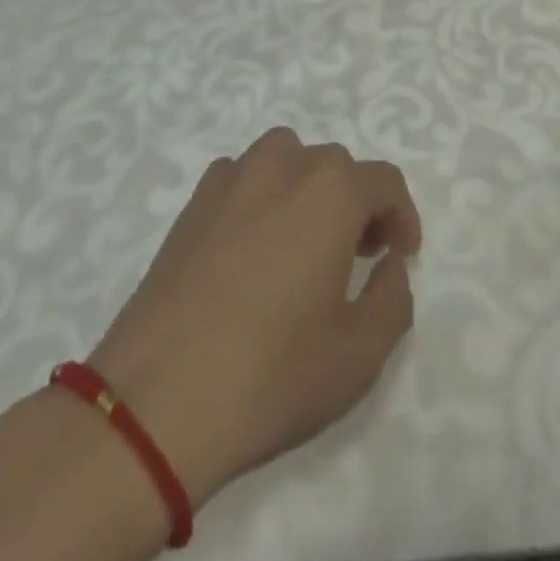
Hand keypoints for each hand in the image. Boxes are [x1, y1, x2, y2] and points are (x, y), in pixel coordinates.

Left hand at [87, 128, 420, 507]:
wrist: (157, 400)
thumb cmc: (272, 374)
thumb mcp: (360, 353)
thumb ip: (393, 297)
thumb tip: (388, 263)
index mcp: (330, 191)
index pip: (384, 181)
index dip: (402, 216)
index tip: (401, 256)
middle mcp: (283, 166)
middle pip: (336, 167)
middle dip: (357, 204)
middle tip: (358, 255)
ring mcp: (231, 179)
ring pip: (286, 160)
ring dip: (307, 189)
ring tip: (304, 242)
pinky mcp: (192, 203)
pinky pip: (241, 178)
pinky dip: (260, 196)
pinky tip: (251, 248)